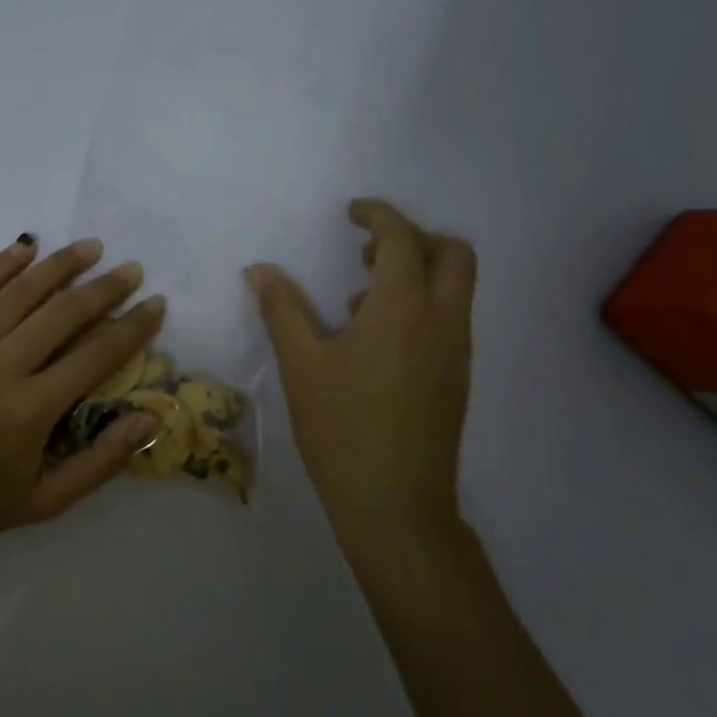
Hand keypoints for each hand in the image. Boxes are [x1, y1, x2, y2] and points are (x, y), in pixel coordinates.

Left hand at [0, 235, 166, 544]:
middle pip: (63, 313)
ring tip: (90, 248)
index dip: (132, 327)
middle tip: (131, 270)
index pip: (96, 354)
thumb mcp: (48, 500)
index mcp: (32, 409)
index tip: (156, 303)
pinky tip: (25, 247)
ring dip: (59, 266)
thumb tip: (150, 419)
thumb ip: (102, 461)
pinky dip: (0, 265)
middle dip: (104, 288)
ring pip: (19, 293)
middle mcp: (1, 368)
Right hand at [245, 199, 474, 556]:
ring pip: (455, 288)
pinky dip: (420, 305)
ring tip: (359, 295)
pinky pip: (448, 319)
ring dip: (417, 272)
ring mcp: (456, 352)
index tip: (352, 212)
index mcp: (404, 308)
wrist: (396, 504)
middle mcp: (442, 321)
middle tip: (366, 251)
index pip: (402, 239)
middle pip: (453, 254)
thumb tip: (260, 269)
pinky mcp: (456, 379)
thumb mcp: (302, 364)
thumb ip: (282, 308)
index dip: (378, 215)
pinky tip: (373, 340)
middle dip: (414, 237)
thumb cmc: (342, 428)